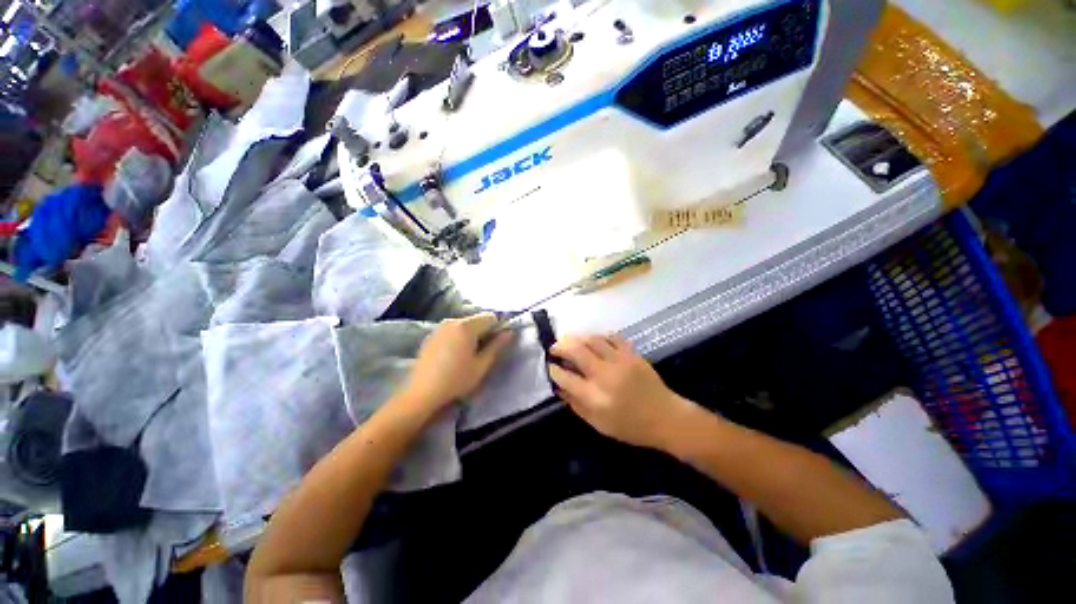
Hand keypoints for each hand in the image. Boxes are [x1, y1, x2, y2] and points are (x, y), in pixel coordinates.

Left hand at [402, 313, 512, 416]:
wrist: (422, 393)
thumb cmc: (456, 379)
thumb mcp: (482, 365)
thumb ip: (497, 346)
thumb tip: (509, 332)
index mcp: (466, 326)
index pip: (490, 317)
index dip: (497, 328)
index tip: (495, 345)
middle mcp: (452, 321)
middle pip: (476, 320)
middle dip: (484, 332)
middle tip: (481, 353)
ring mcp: (439, 327)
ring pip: (464, 325)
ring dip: (471, 335)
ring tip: (467, 356)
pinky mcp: (431, 335)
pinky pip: (452, 330)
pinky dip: (458, 338)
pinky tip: (453, 356)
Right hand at [549, 335, 699, 449]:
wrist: (666, 418)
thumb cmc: (630, 426)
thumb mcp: (598, 424)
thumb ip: (576, 405)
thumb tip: (559, 387)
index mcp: (595, 397)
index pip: (565, 377)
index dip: (554, 370)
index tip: (550, 366)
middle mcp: (605, 375)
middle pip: (576, 351)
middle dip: (560, 346)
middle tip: (554, 348)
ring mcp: (620, 361)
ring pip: (592, 340)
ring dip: (577, 338)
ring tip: (570, 341)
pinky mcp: (632, 354)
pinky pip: (611, 337)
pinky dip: (598, 337)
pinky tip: (594, 341)